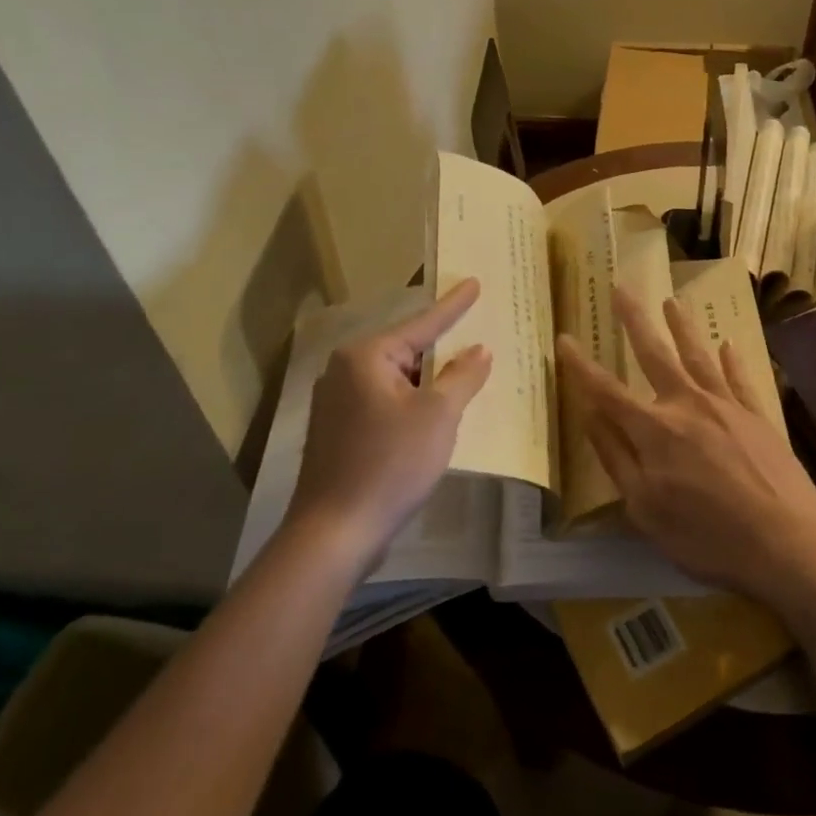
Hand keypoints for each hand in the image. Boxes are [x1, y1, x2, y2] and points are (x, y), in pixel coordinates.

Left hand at [284, 280, 491, 565]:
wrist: (335, 532)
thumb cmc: (390, 464)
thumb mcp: (438, 416)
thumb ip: (463, 376)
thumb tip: (481, 349)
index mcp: (366, 356)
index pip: (421, 323)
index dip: (454, 305)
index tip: (475, 283)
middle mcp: (344, 370)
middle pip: (406, 350)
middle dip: (441, 349)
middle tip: (475, 337)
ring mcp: (336, 402)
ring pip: (395, 378)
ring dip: (427, 382)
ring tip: (461, 377)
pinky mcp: (337, 430)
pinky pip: (383, 401)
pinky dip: (410, 402)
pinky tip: (431, 415)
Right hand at [555, 288, 815, 603]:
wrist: (785, 542)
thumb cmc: (706, 535)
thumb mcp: (645, 509)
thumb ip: (616, 457)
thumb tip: (590, 415)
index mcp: (653, 430)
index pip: (606, 391)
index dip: (581, 365)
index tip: (564, 338)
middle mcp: (686, 405)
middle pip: (654, 354)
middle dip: (635, 320)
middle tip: (622, 287)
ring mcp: (726, 406)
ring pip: (698, 356)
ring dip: (683, 327)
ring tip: (672, 301)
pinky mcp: (758, 416)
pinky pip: (740, 379)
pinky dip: (732, 360)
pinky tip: (728, 345)